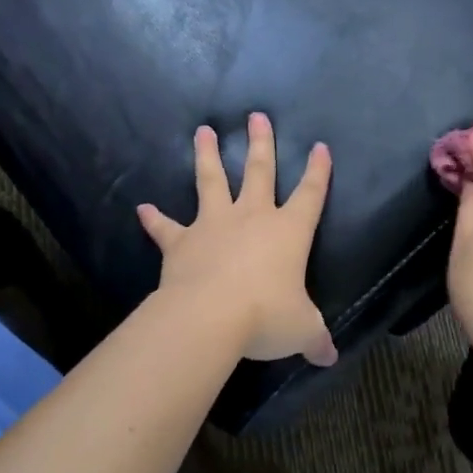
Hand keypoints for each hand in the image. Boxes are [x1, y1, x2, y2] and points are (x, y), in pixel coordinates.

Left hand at [137, 113, 336, 364]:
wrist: (209, 317)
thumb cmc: (265, 316)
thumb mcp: (300, 329)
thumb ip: (314, 337)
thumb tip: (330, 357)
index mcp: (288, 231)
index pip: (311, 194)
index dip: (318, 171)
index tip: (320, 146)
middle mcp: (252, 217)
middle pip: (259, 171)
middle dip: (261, 143)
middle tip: (257, 115)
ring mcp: (214, 225)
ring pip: (211, 181)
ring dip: (206, 156)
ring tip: (202, 131)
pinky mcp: (182, 242)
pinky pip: (166, 228)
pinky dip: (155, 219)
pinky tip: (142, 209)